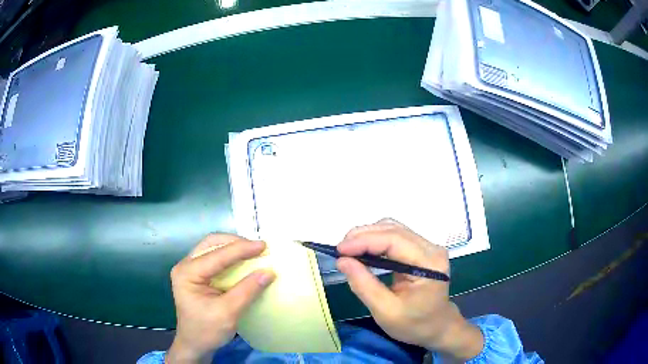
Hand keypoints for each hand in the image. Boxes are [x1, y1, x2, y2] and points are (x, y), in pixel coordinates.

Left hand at [166, 234, 275, 363]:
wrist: (194, 345)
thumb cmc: (207, 331)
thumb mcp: (228, 313)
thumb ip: (247, 291)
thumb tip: (269, 272)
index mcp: (187, 273)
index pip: (216, 255)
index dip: (241, 249)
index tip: (263, 246)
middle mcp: (185, 266)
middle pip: (211, 243)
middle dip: (235, 242)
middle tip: (257, 248)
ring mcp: (189, 269)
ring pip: (212, 247)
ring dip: (233, 247)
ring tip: (252, 251)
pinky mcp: (197, 275)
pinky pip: (214, 258)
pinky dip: (230, 256)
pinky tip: (242, 261)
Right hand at [337, 219, 482, 360]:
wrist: (438, 328)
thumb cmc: (415, 325)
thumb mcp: (386, 311)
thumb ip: (364, 285)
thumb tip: (342, 261)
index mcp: (429, 263)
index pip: (394, 240)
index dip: (364, 241)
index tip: (339, 250)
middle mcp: (431, 248)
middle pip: (393, 229)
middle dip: (363, 236)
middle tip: (340, 250)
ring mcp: (428, 247)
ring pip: (393, 229)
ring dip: (368, 236)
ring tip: (348, 250)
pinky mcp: (421, 250)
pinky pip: (395, 237)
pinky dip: (375, 241)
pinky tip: (362, 251)